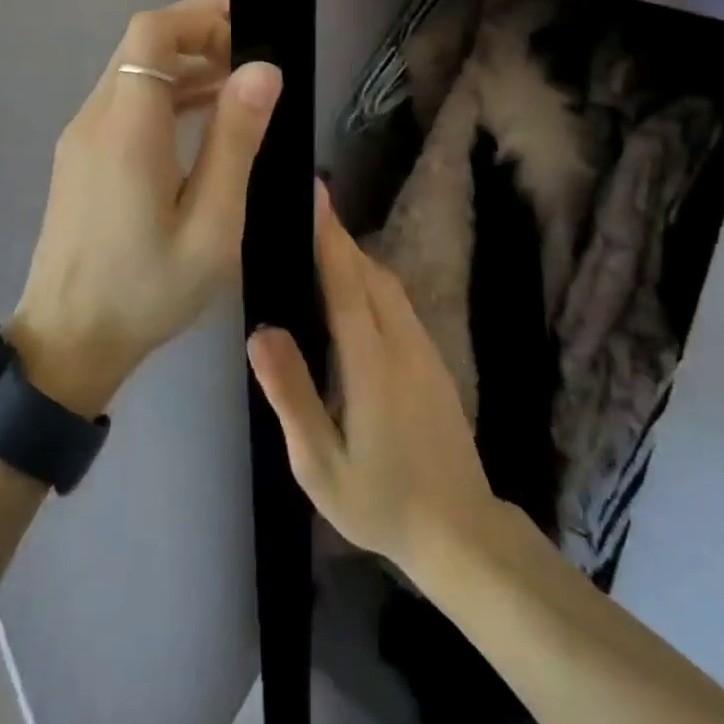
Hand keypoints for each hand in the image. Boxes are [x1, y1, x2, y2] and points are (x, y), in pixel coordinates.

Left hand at [10, 0, 281, 416]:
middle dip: (197, 37)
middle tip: (251, 60)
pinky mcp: (80, 157)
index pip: (151, 33)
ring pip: (131, 71)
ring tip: (237, 86)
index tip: (247, 27)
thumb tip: (263, 69)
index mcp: (127, 128)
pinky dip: (163, 93)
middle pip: (140, 44)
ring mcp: (81, 137)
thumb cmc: (147, 289)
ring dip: (182, 65)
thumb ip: (235, 140)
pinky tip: (201, 118)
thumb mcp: (211, 223)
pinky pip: (123, 102)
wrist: (67, 343)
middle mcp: (96, 118)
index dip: (199, 16)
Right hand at [248, 186, 502, 577]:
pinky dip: (370, 281)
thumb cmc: (381, 501)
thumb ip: (291, 394)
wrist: (461, 532)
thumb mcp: (320, 464)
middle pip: (369, 272)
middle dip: (337, 238)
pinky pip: (398, 302)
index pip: (346, 280)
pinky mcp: (433, 359)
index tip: (314, 190)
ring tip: (317, 248)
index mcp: (372, 362)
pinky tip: (351, 294)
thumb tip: (262, 331)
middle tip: (300, 216)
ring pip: (387, 284)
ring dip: (354, 258)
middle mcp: (402, 341)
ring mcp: (424, 348)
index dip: (328, 233)